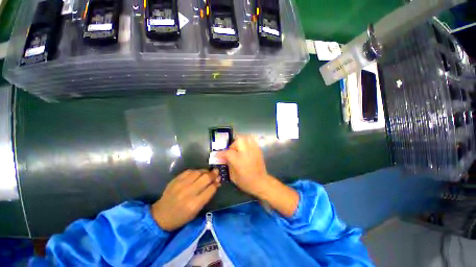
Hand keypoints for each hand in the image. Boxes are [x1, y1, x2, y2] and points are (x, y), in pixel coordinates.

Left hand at [151, 169, 219, 230]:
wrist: (161, 216)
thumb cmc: (181, 217)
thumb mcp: (196, 211)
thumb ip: (207, 196)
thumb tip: (216, 184)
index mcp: (195, 204)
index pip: (211, 189)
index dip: (217, 182)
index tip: (219, 179)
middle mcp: (188, 192)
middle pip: (206, 178)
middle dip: (213, 174)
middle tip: (216, 171)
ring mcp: (181, 184)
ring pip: (198, 172)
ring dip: (205, 171)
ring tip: (208, 172)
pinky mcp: (175, 180)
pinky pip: (189, 171)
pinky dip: (196, 171)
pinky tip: (198, 173)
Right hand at [218, 135, 298, 216]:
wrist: (261, 182)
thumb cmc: (246, 182)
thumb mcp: (233, 176)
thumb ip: (228, 164)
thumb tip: (224, 158)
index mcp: (239, 161)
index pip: (228, 152)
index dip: (221, 153)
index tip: (217, 155)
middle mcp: (247, 153)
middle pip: (239, 140)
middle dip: (233, 144)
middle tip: (232, 151)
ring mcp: (254, 150)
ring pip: (246, 138)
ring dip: (240, 141)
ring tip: (239, 148)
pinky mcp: (258, 150)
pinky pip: (252, 141)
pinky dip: (247, 142)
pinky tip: (245, 148)